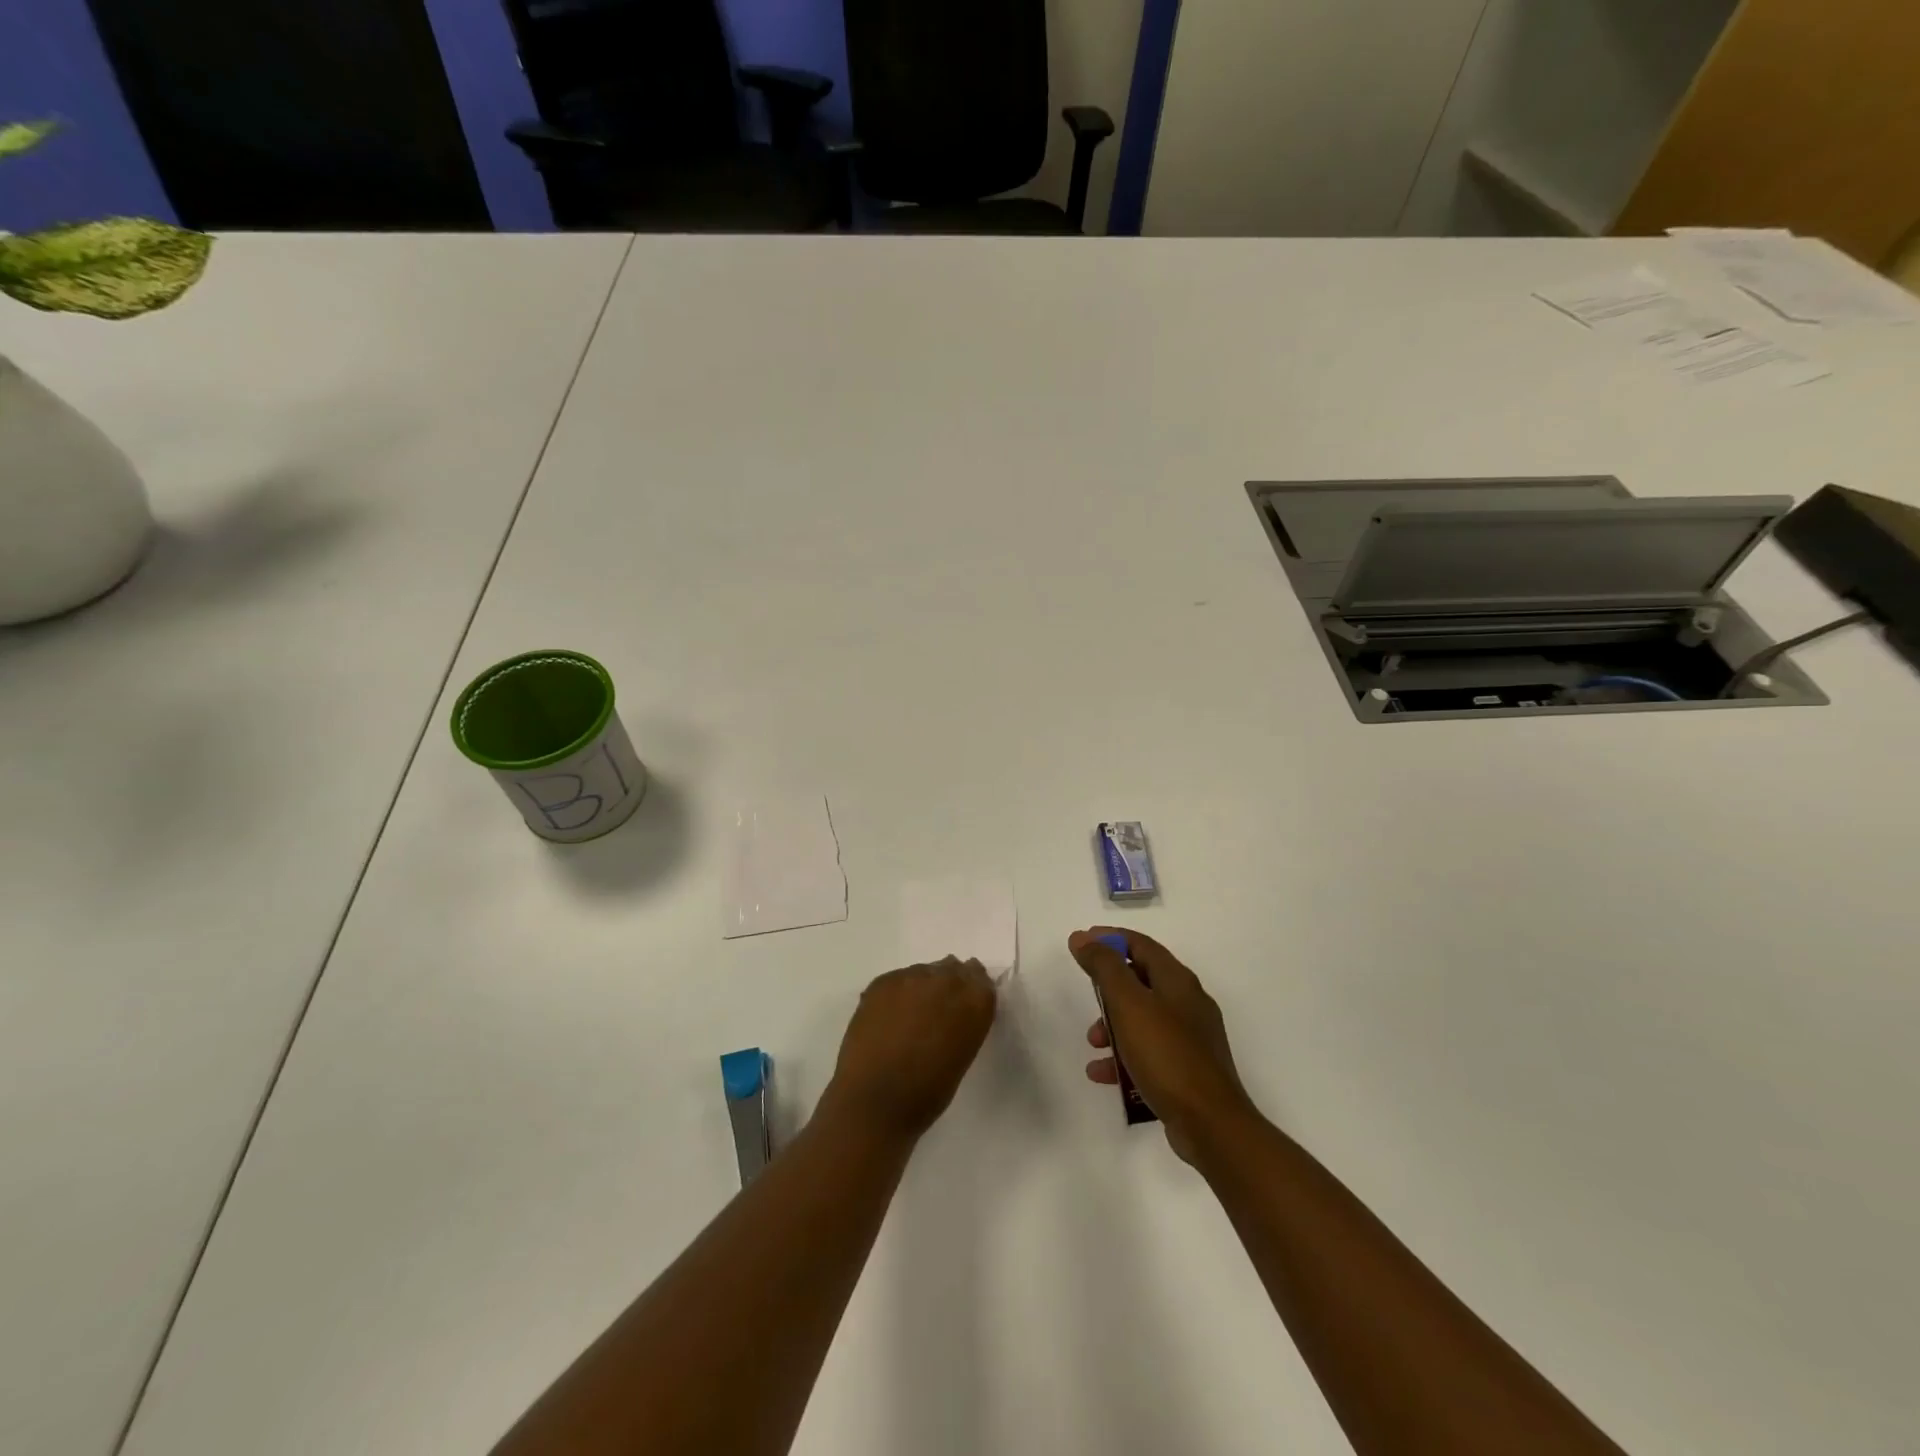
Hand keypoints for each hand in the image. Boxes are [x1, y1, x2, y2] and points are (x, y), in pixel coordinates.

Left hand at [819, 958, 997, 1146]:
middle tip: (936, 1010)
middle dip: (947, 985)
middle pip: (952, 969)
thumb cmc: (928, 1092)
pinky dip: (897, 993)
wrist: (876, 1101)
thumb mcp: (962, 1054)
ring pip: (923, 972)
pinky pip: (898, 979)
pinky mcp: (882, 981)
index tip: (964, 1003)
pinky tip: (889, 1017)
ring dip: (922, 988)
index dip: (972, 990)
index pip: (981, 980)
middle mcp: (946, 980)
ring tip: (910, 1016)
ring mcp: (912, 977)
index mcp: (975, 1002)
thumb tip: (953, 1011)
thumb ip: (964, 1021)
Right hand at [1071, 927, 1258, 1163]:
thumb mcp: (1129, 1004)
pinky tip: (1102, 1073)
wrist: (1211, 1124)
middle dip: (1109, 987)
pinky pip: (1148, 1050)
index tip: (1081, 942)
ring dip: (1112, 1024)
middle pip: (1141, 980)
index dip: (1109, 938)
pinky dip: (1124, 1055)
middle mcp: (1187, 1003)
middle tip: (1086, 995)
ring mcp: (1190, 1037)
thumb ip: (1104, 968)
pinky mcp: (1187, 1069)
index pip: (1140, 944)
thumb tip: (1083, 937)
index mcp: (1177, 981)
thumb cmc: (1166, 1055)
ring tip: (1093, 1043)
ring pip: (1142, 1017)